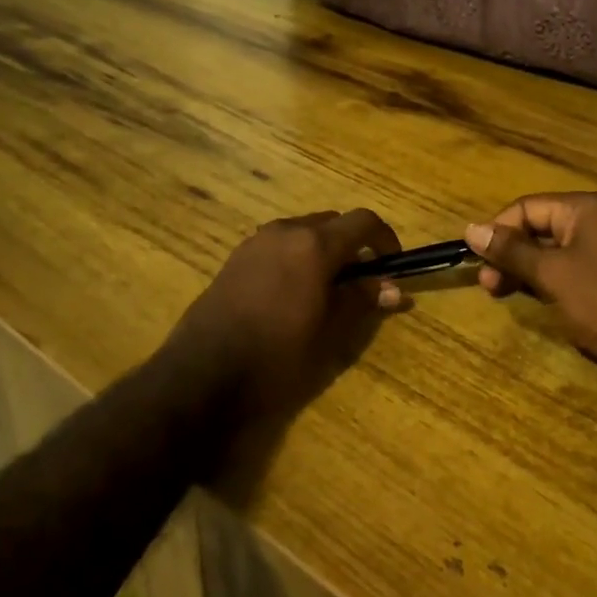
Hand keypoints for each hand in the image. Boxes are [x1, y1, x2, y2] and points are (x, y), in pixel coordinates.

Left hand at [168, 208, 401, 422]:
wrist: (203, 375)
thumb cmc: (276, 355)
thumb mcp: (329, 332)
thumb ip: (361, 301)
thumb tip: (392, 289)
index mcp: (314, 244)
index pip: (363, 221)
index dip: (384, 239)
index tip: (391, 265)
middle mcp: (285, 231)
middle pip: (332, 223)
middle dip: (352, 245)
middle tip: (361, 282)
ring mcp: (256, 242)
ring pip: (302, 232)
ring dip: (323, 251)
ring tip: (327, 290)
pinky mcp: (235, 258)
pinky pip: (278, 246)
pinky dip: (296, 257)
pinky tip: (293, 295)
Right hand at [465, 192, 596, 393]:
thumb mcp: (551, 273)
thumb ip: (511, 251)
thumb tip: (471, 230)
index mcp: (584, 209)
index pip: (527, 207)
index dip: (498, 230)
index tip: (476, 260)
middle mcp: (595, 223)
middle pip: (537, 229)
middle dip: (509, 254)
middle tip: (487, 285)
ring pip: (549, 253)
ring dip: (522, 271)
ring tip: (500, 294)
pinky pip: (566, 272)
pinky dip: (544, 283)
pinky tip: (529, 300)